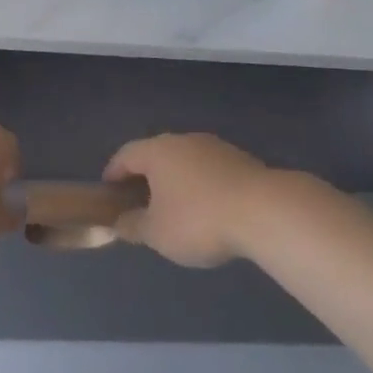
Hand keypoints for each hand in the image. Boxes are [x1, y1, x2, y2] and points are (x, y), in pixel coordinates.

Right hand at [103, 134, 275, 267]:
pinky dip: (199, 184)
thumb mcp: (157, 233)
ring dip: (174, 180)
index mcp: (157, 151)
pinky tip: (206, 209)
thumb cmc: (199, 220)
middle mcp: (183, 140)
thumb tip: (120, 222)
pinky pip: (207, 169)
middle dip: (145, 176)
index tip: (108, 191)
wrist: (264, 210)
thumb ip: (134, 226)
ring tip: (174, 209)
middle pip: (156, 154)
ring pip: (184, 160)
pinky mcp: (239, 159)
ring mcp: (214, 146)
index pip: (126, 155)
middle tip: (140, 202)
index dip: (114, 172)